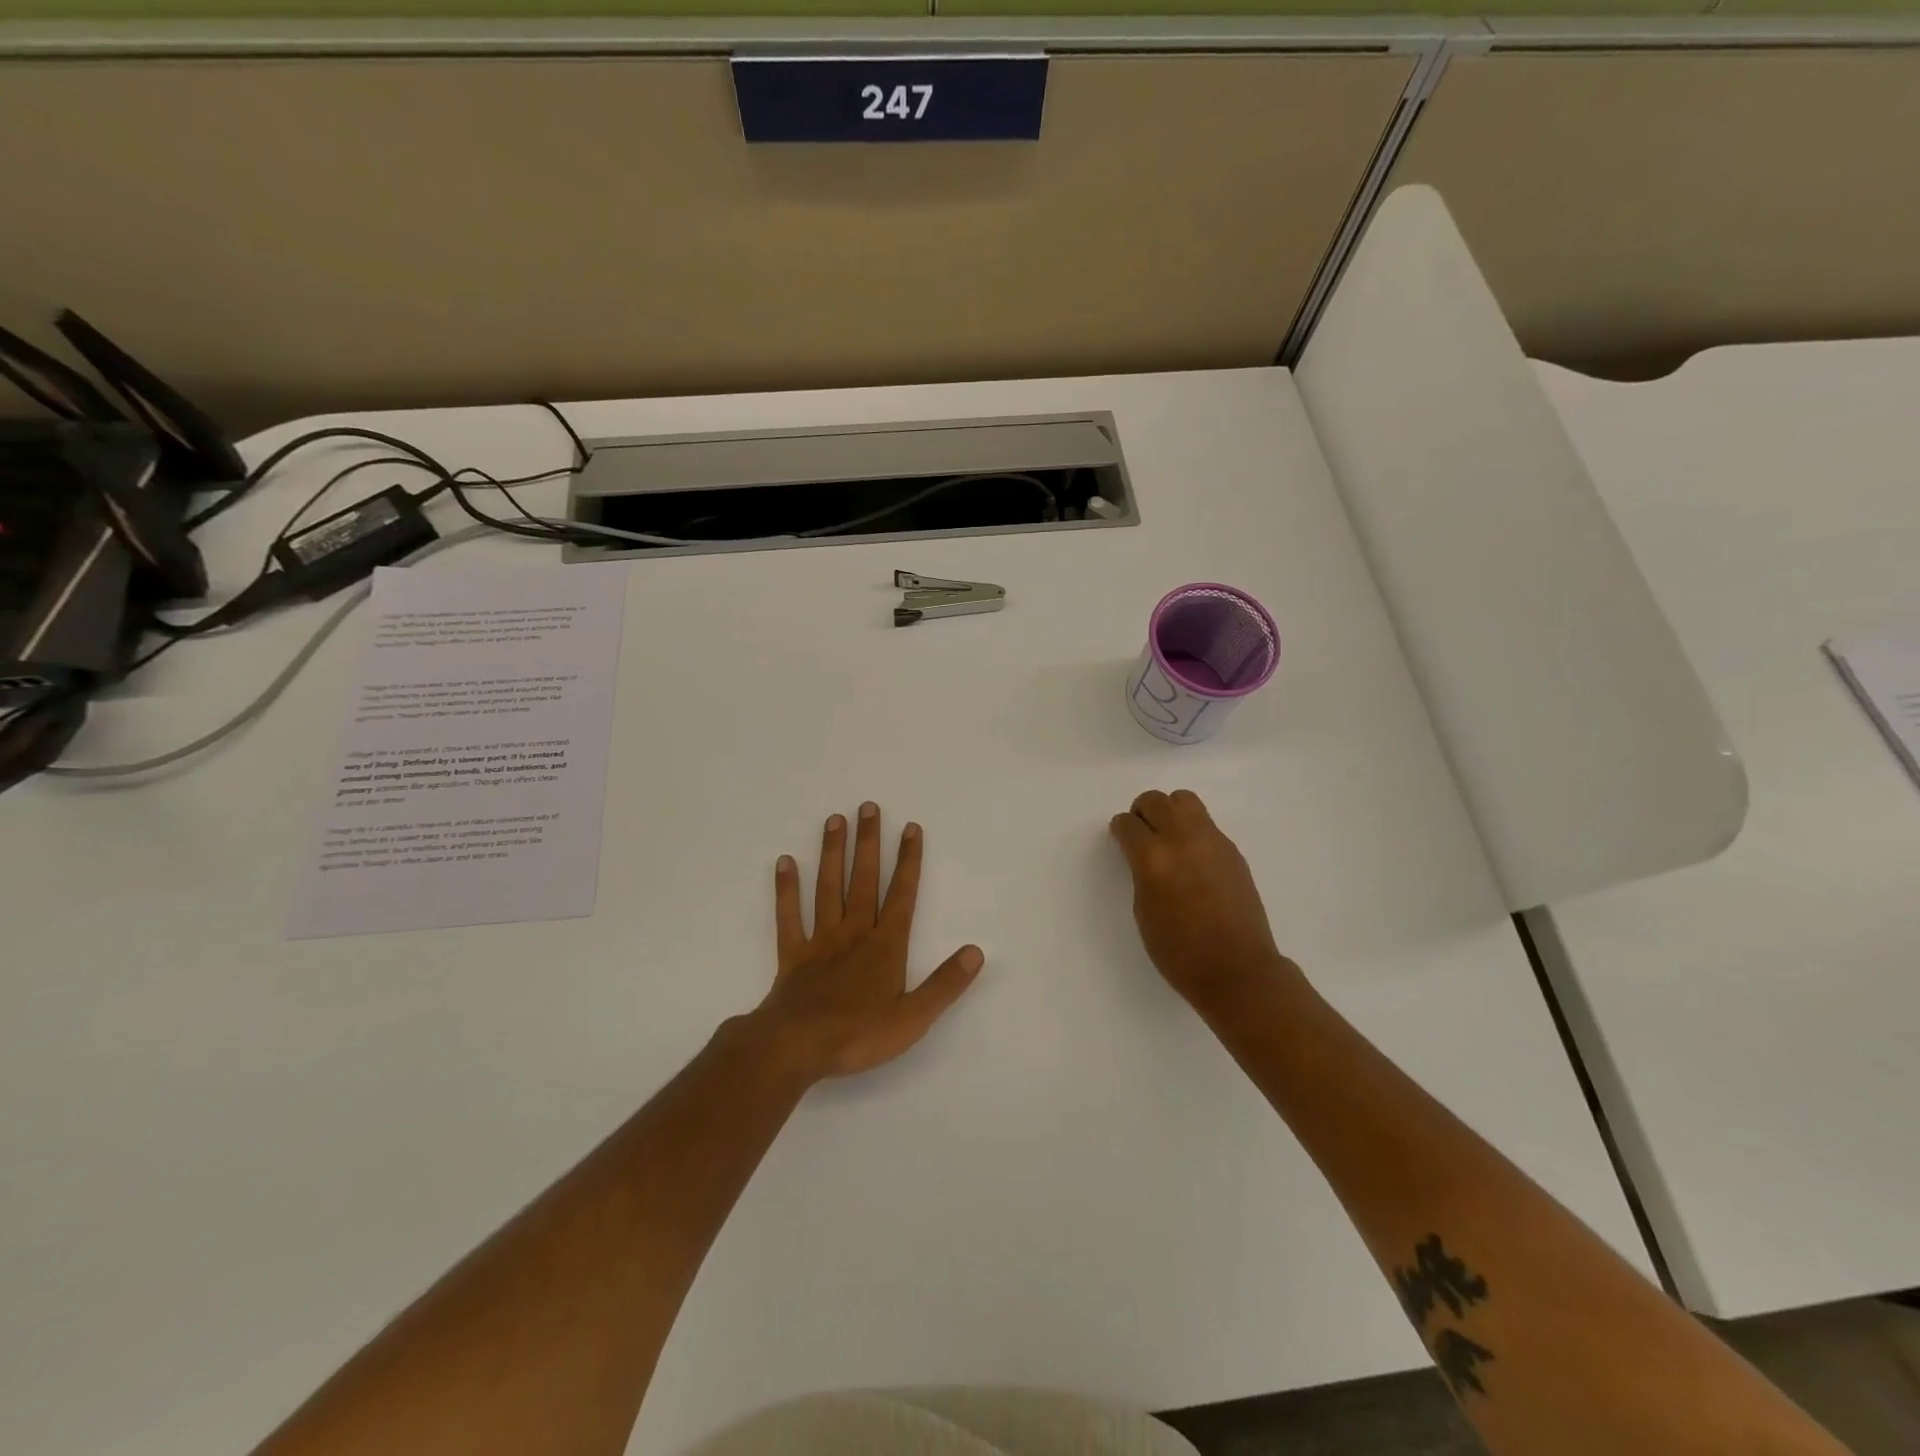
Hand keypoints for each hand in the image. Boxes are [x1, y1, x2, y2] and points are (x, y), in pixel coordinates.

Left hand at [752, 802, 983, 1083]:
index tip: (911, 828)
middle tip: (868, 806)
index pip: (902, 895)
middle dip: (869, 843)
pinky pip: (789, 916)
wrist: (797, 1047)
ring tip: (834, 820)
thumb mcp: (913, 1018)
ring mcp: (820, 940)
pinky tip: (785, 862)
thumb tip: (977, 952)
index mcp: (885, 946)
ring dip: (832, 853)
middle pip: (864, 880)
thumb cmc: (858, 1035)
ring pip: (828, 888)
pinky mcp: (793, 954)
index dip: (909, 861)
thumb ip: (945, 984)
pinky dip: (786, 889)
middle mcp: (854, 933)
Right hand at [1109, 789, 1299, 1009]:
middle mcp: (1182, 839)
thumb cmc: (1180, 952)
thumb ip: (1141, 874)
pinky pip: (1205, 823)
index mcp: (1153, 858)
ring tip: (1168, 838)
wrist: (1238, 969)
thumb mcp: (1144, 912)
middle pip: (1155, 801)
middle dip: (1142, 812)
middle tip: (1142, 834)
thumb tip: (1144, 856)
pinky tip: (1193, 859)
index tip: (1121, 841)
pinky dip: (1192, 830)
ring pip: (1184, 800)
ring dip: (1169, 811)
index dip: (1120, 831)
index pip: (1128, 824)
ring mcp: (1212, 841)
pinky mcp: (1232, 850)